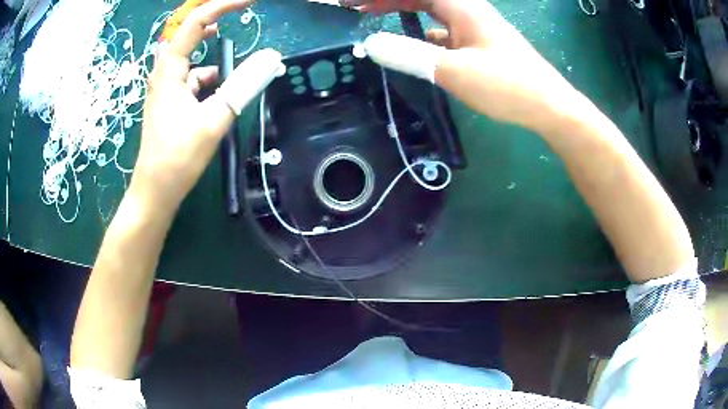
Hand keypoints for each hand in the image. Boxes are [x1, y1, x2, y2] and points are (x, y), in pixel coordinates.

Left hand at [135, 0, 282, 211]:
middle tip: (240, 21)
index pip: (196, 22)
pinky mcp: (170, 101)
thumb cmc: (177, 157)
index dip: (223, 5)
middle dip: (215, 24)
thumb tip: (271, 58)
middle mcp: (165, 72)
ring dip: (215, 62)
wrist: (156, 192)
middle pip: (191, 35)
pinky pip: (193, 80)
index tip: (250, 1)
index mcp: (170, 70)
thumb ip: (242, 86)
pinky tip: (219, 98)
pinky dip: (209, 82)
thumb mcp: (213, 119)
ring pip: (194, 60)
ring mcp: (166, 87)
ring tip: (232, 79)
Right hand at [352, 0, 585, 131]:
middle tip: (358, 9)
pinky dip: (423, 34)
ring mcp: (475, 27)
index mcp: (462, 7)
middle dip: (388, 1)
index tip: (352, 4)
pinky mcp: (480, 44)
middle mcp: (467, 10)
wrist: (549, 106)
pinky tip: (414, 45)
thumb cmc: (508, 85)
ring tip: (377, 20)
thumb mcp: (454, 71)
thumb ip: (410, 55)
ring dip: (404, 14)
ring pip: (432, 13)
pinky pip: (444, 31)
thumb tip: (370, 44)